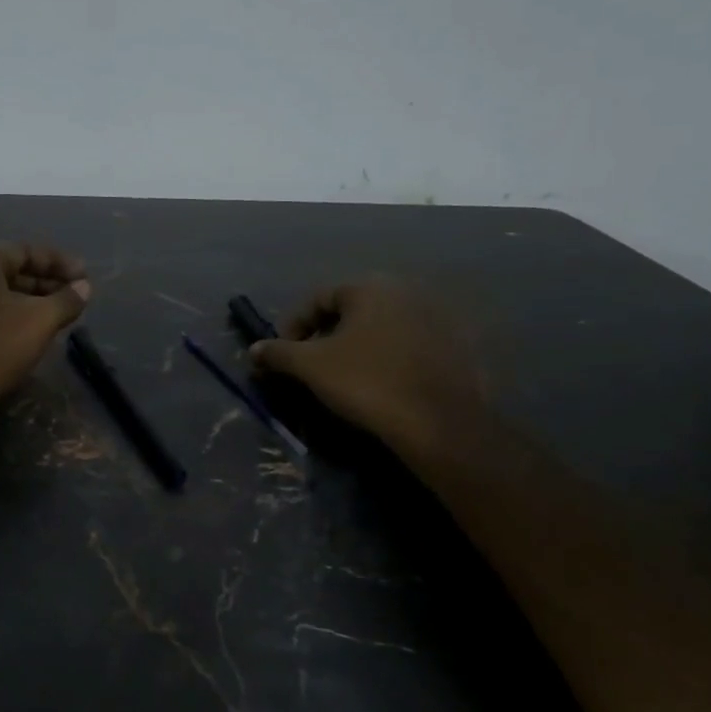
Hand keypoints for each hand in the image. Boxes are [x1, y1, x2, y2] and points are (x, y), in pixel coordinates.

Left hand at [0, 243, 91, 452]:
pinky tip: (30, 339)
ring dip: (31, 305)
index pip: (26, 249)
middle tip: (75, 301)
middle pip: (12, 271)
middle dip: (46, 284)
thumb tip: (84, 287)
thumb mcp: (38, 321)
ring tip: (58, 321)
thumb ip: (65, 300)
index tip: (85, 278)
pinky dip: (12, 321)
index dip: (59, 262)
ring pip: (0, 296)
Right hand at [248, 279, 486, 454]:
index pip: (318, 298)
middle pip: (351, 309)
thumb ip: (279, 353)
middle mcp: (405, 291)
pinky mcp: (457, 346)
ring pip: (382, 326)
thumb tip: (254, 350)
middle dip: (326, 334)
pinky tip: (382, 383)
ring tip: (345, 375)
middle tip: (312, 363)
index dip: (294, 324)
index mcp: (370, 288)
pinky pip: (409, 345)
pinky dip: (389, 357)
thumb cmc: (368, 383)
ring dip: (358, 345)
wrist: (440, 423)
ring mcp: (436, 317)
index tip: (284, 353)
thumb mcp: (311, 367)